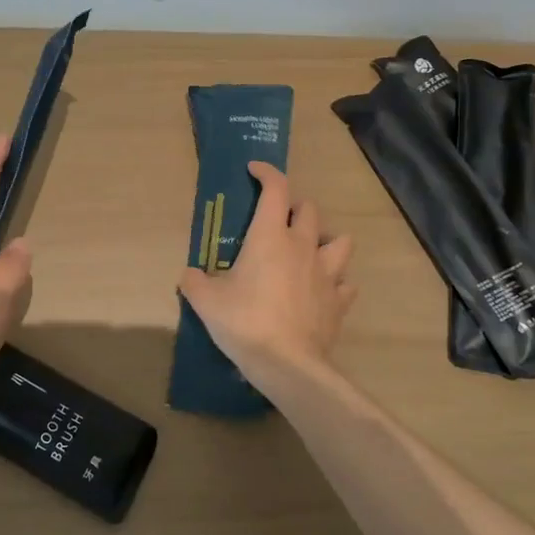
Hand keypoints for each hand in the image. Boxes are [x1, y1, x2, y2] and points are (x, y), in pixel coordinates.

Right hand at [178, 162, 354, 384]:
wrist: (288, 364)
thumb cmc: (244, 322)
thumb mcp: (206, 301)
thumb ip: (195, 281)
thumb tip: (189, 275)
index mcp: (270, 237)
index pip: (276, 189)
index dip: (267, 173)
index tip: (255, 170)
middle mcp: (303, 246)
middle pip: (309, 209)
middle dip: (295, 207)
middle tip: (278, 221)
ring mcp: (327, 273)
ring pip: (340, 240)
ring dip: (325, 239)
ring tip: (309, 251)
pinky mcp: (339, 301)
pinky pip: (345, 283)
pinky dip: (336, 282)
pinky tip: (322, 290)